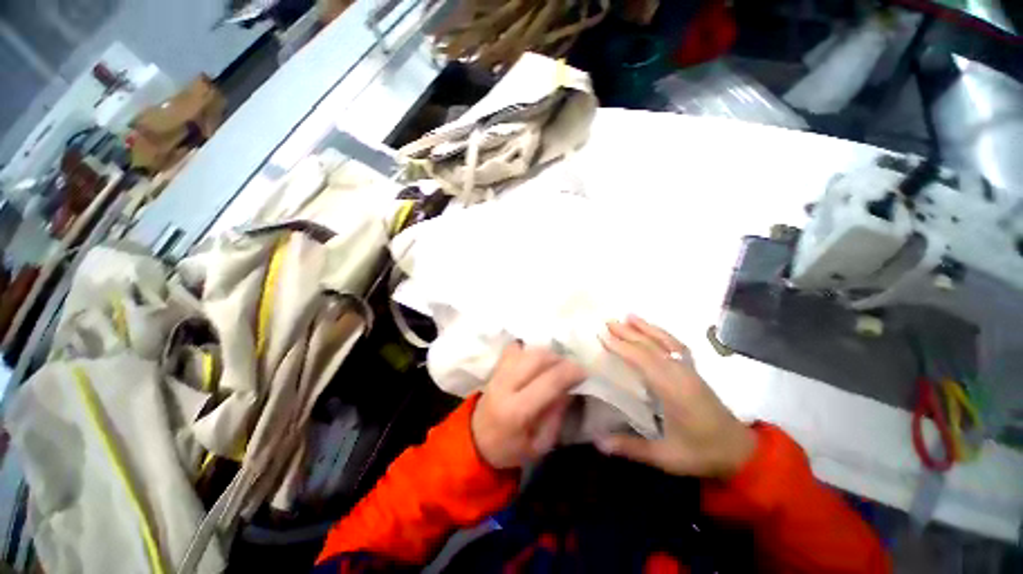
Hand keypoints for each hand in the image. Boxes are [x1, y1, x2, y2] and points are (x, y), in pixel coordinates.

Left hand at [472, 343, 586, 468]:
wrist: (476, 440)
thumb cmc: (510, 449)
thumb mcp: (540, 445)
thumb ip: (555, 415)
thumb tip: (569, 388)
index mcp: (515, 411)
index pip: (547, 382)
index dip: (569, 372)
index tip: (584, 372)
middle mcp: (504, 386)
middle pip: (536, 358)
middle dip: (559, 359)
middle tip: (570, 368)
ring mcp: (497, 373)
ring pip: (526, 350)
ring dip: (546, 353)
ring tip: (555, 365)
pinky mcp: (494, 367)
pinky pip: (514, 348)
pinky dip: (529, 349)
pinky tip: (536, 360)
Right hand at [596, 316, 755, 478]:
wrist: (741, 453)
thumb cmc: (701, 453)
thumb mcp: (666, 457)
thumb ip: (630, 448)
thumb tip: (596, 443)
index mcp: (673, 390)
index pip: (642, 361)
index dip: (621, 347)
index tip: (602, 336)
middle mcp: (680, 374)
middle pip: (651, 347)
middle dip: (628, 333)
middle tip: (608, 322)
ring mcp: (689, 370)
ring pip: (665, 342)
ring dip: (646, 328)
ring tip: (629, 316)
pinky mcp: (694, 372)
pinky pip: (676, 346)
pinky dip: (663, 334)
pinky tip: (654, 330)